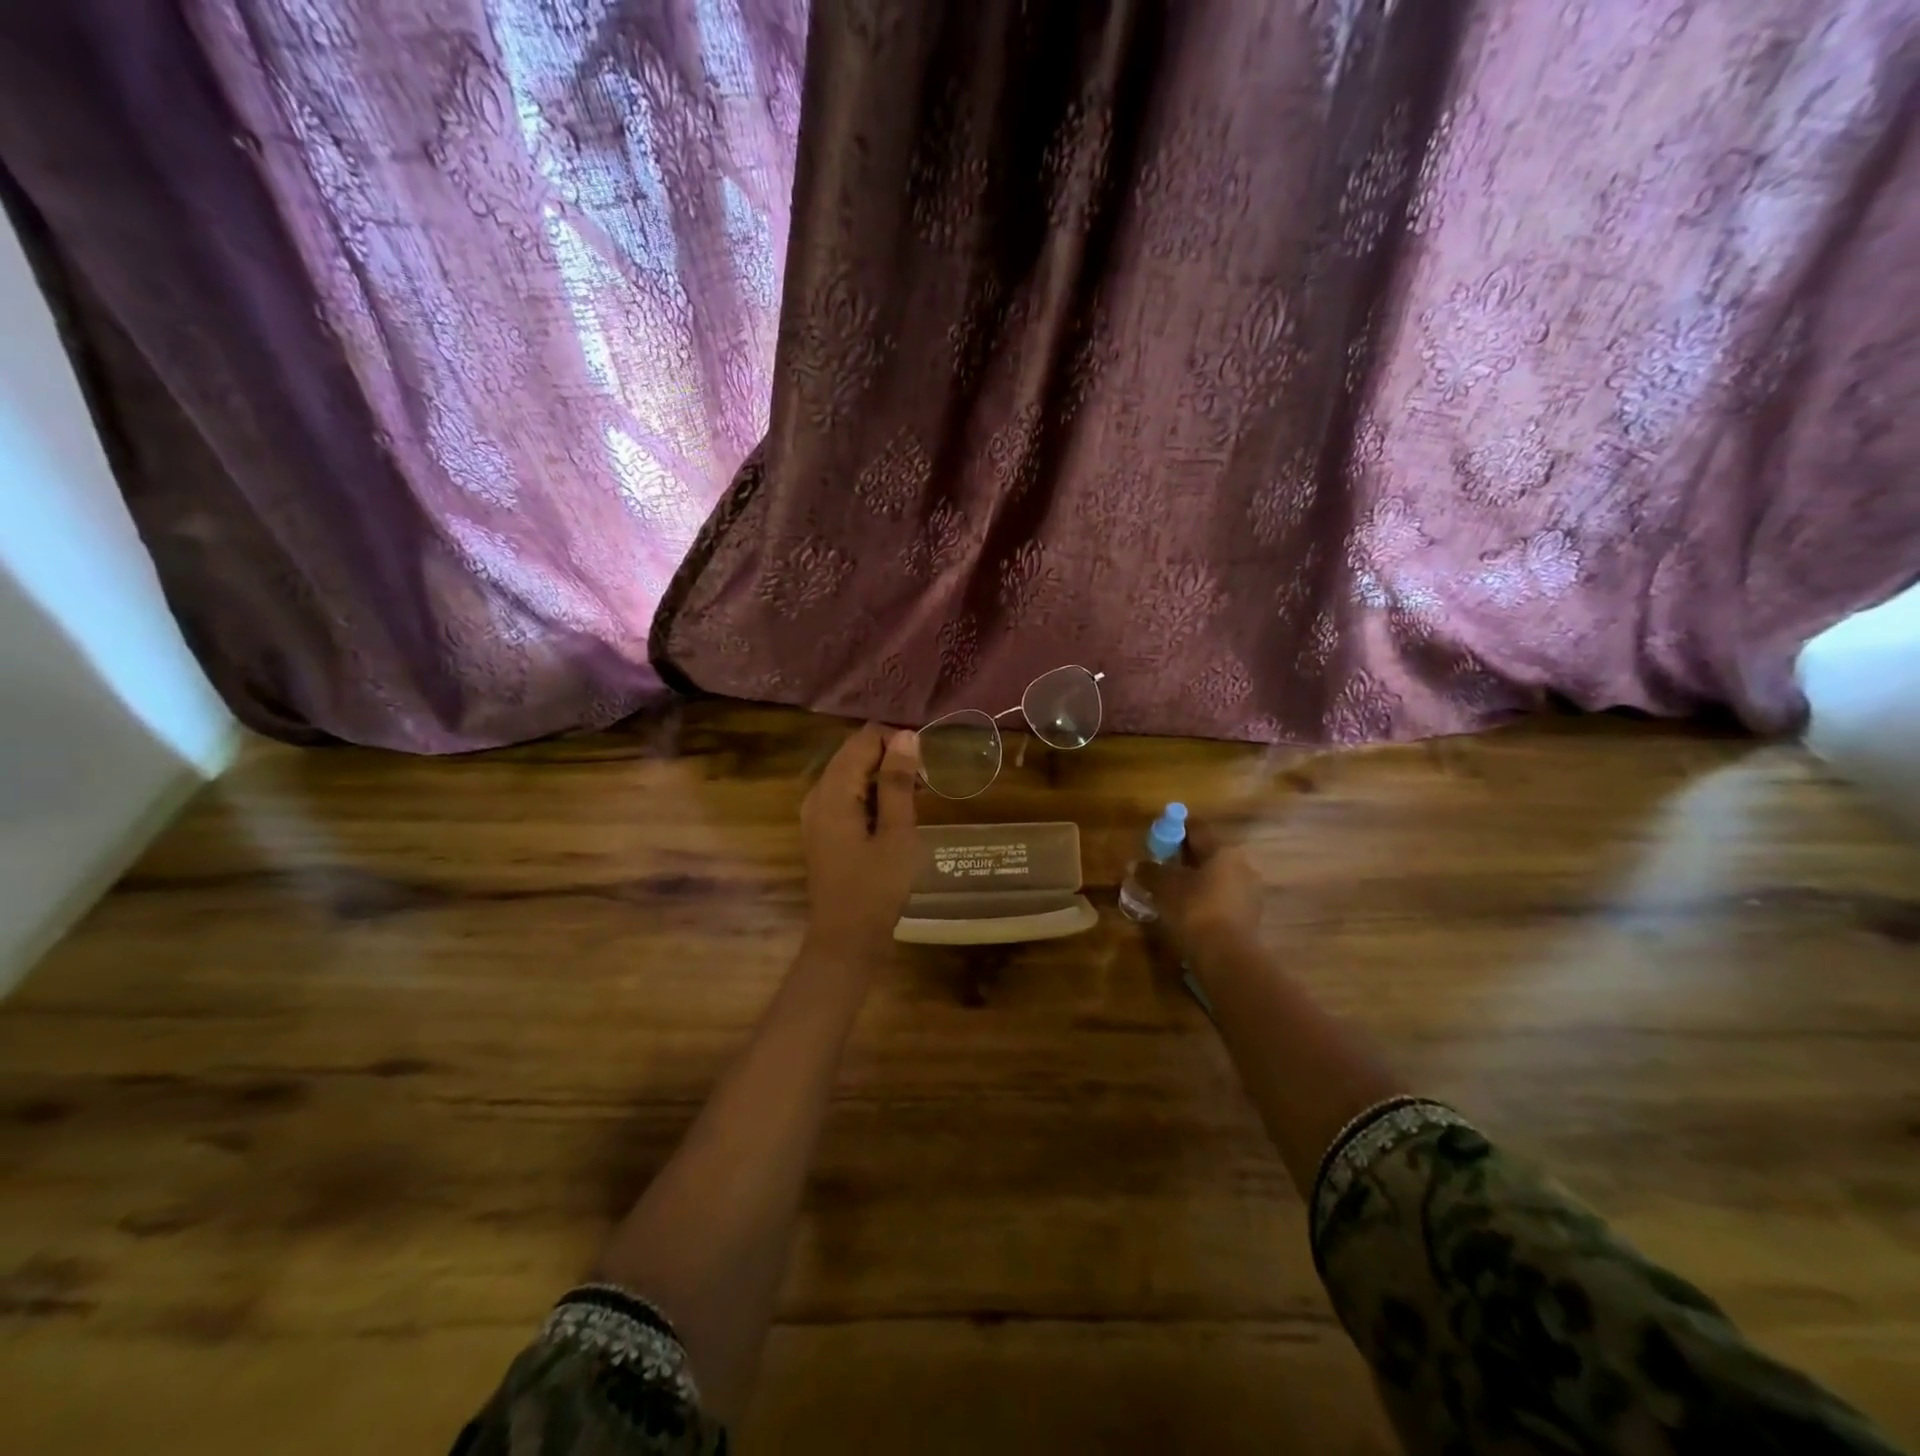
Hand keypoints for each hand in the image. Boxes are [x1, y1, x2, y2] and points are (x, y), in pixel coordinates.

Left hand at [801, 722, 919, 959]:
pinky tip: (896, 815)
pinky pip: (847, 796)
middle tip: (925, 782)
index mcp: (833, 791)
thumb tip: (905, 736)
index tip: (926, 764)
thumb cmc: (876, 887)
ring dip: (884, 777)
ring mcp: (816, 813)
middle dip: (891, 758)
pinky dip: (872, 795)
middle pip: (854, 753)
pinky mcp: (823, 830)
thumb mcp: (896, 832)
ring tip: (918, 797)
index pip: (863, 739)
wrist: (846, 939)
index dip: (896, 741)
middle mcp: (818, 794)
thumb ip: (898, 781)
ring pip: (852, 774)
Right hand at [1132, 819, 1262, 958]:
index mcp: (1222, 850)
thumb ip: (1150, 871)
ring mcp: (1249, 892)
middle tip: (1162, 867)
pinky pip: (1222, 900)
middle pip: (1208, 855)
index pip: (1197, 830)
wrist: (1226, 955)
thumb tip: (1136, 864)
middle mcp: (1241, 865)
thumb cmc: (1194, 909)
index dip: (1175, 831)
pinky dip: (1206, 901)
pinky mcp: (1250, 917)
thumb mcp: (1164, 887)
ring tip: (1172, 893)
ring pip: (1217, 879)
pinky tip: (1189, 912)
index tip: (1158, 839)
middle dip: (1185, 859)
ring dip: (1196, 882)